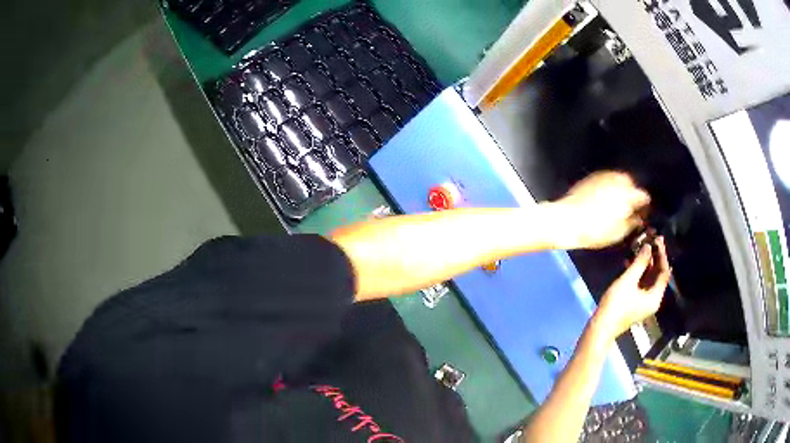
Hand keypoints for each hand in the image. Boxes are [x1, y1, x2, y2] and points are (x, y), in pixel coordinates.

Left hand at [551, 171, 649, 249]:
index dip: (645, 205)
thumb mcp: (618, 233)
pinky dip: (611, 185)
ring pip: (620, 178)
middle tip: (631, 206)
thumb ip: (632, 223)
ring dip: (623, 187)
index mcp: (627, 195)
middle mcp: (618, 181)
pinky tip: (606, 196)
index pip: (643, 196)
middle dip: (634, 193)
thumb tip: (639, 218)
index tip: (644, 213)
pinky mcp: (592, 177)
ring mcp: (604, 176)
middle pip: (632, 183)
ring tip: (619, 201)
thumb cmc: (594, 231)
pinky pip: (608, 178)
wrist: (566, 220)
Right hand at [595, 237, 670, 339]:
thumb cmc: (616, 305)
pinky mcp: (636, 303)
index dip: (662, 255)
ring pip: (650, 279)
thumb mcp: (628, 280)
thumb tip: (648, 246)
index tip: (658, 240)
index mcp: (655, 297)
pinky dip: (639, 273)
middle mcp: (653, 300)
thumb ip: (640, 262)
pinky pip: (642, 284)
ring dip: (647, 264)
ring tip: (641, 248)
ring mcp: (644, 302)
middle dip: (655, 258)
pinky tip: (631, 263)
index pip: (664, 272)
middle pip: (658, 276)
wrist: (601, 326)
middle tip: (652, 241)